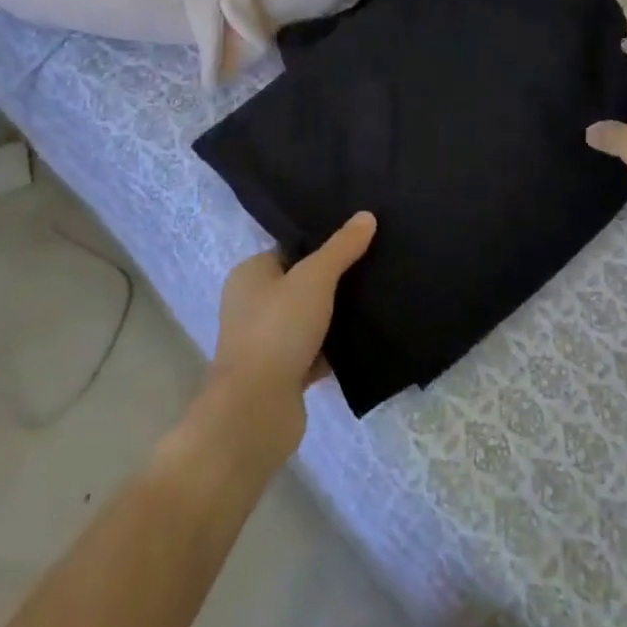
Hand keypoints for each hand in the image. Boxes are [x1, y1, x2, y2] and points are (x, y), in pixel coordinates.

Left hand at [206, 213, 376, 465]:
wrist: (256, 411)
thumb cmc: (278, 330)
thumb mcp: (315, 278)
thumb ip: (341, 247)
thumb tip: (367, 215)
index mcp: (249, 274)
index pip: (290, 249)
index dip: (322, 245)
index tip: (359, 241)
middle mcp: (252, 305)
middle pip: (301, 284)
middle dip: (334, 281)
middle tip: (374, 267)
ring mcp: (266, 342)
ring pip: (310, 319)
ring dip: (336, 316)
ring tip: (377, 300)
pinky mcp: (281, 374)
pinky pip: (315, 351)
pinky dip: (335, 348)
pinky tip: (367, 339)